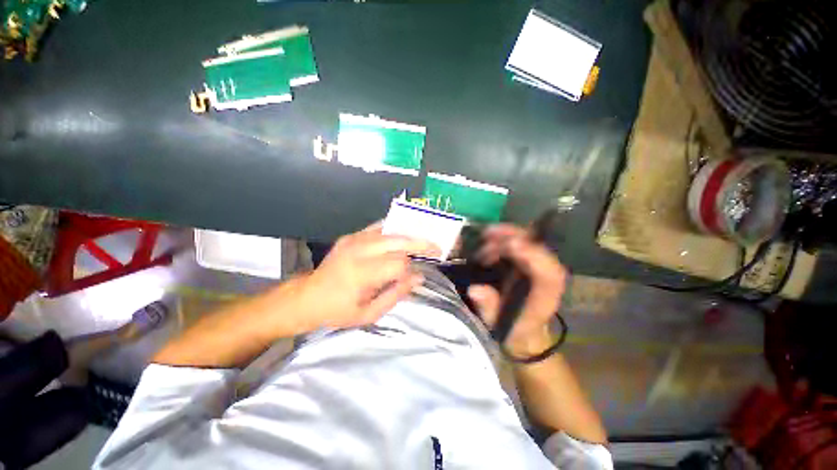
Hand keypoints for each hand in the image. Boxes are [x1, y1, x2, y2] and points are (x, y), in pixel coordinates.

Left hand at [300, 221, 439, 329]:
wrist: (307, 296)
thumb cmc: (338, 310)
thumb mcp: (369, 314)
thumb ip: (396, 294)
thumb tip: (418, 277)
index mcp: (361, 273)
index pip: (398, 264)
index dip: (412, 269)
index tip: (420, 274)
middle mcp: (359, 251)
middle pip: (398, 241)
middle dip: (420, 243)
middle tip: (436, 247)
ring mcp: (354, 239)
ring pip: (390, 231)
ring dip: (410, 234)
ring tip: (425, 239)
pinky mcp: (352, 235)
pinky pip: (378, 227)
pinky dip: (394, 229)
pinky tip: (405, 232)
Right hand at [467, 224, 566, 356]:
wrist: (523, 330)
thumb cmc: (512, 329)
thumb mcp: (497, 323)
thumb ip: (488, 307)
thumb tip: (475, 289)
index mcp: (546, 294)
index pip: (549, 272)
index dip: (533, 255)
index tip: (511, 244)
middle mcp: (546, 276)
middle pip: (539, 249)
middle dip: (514, 237)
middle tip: (488, 234)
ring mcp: (538, 266)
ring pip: (530, 241)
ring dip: (507, 235)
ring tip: (484, 237)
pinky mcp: (528, 262)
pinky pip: (520, 243)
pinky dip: (505, 237)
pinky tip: (489, 238)